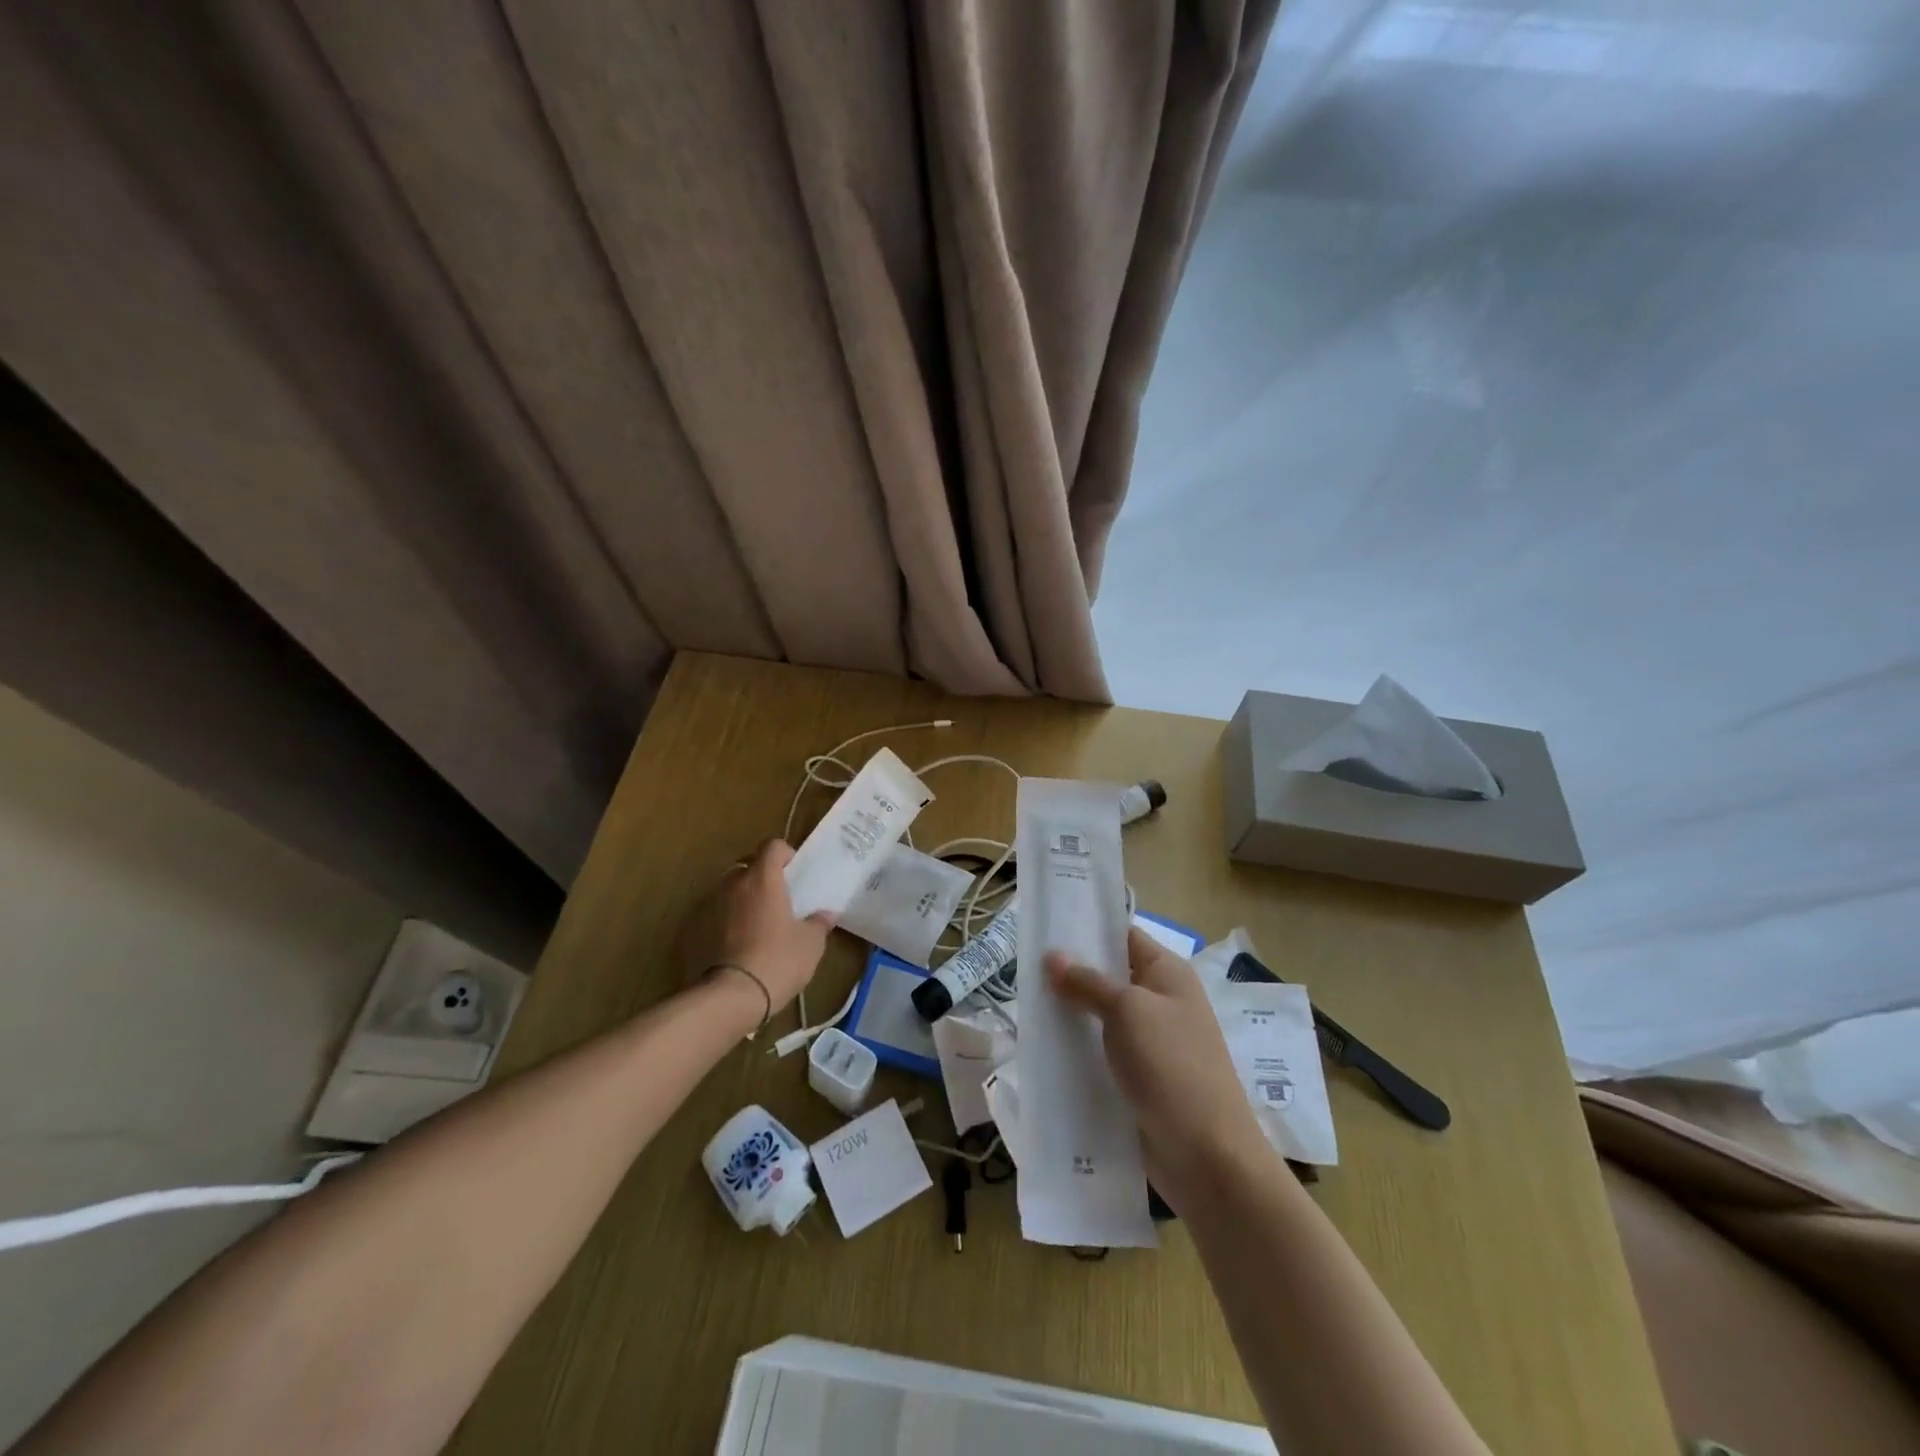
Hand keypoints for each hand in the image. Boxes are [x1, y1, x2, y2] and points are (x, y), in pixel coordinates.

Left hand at [691, 840, 832, 1020]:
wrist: (730, 998)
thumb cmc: (778, 961)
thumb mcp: (811, 944)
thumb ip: (818, 923)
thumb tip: (826, 914)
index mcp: (763, 879)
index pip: (772, 846)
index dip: (785, 854)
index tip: (794, 872)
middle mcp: (733, 885)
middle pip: (747, 867)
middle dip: (761, 878)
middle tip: (776, 901)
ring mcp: (708, 906)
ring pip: (728, 891)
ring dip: (741, 900)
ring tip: (755, 926)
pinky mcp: (692, 930)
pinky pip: (713, 916)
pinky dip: (724, 922)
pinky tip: (734, 946)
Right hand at [1045, 927, 1268, 1207]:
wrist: (1208, 1156)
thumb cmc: (1171, 1065)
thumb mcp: (1127, 1011)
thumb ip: (1088, 982)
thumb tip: (1052, 955)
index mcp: (1168, 974)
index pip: (1123, 936)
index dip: (1087, 929)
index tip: (1045, 926)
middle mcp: (1161, 1001)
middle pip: (1109, 977)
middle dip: (1070, 973)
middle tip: (1023, 966)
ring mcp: (1151, 1043)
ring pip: (1101, 1017)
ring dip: (1070, 1014)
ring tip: (1025, 1005)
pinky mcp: (1139, 1079)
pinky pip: (1102, 1053)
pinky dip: (1078, 1050)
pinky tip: (1044, 1049)